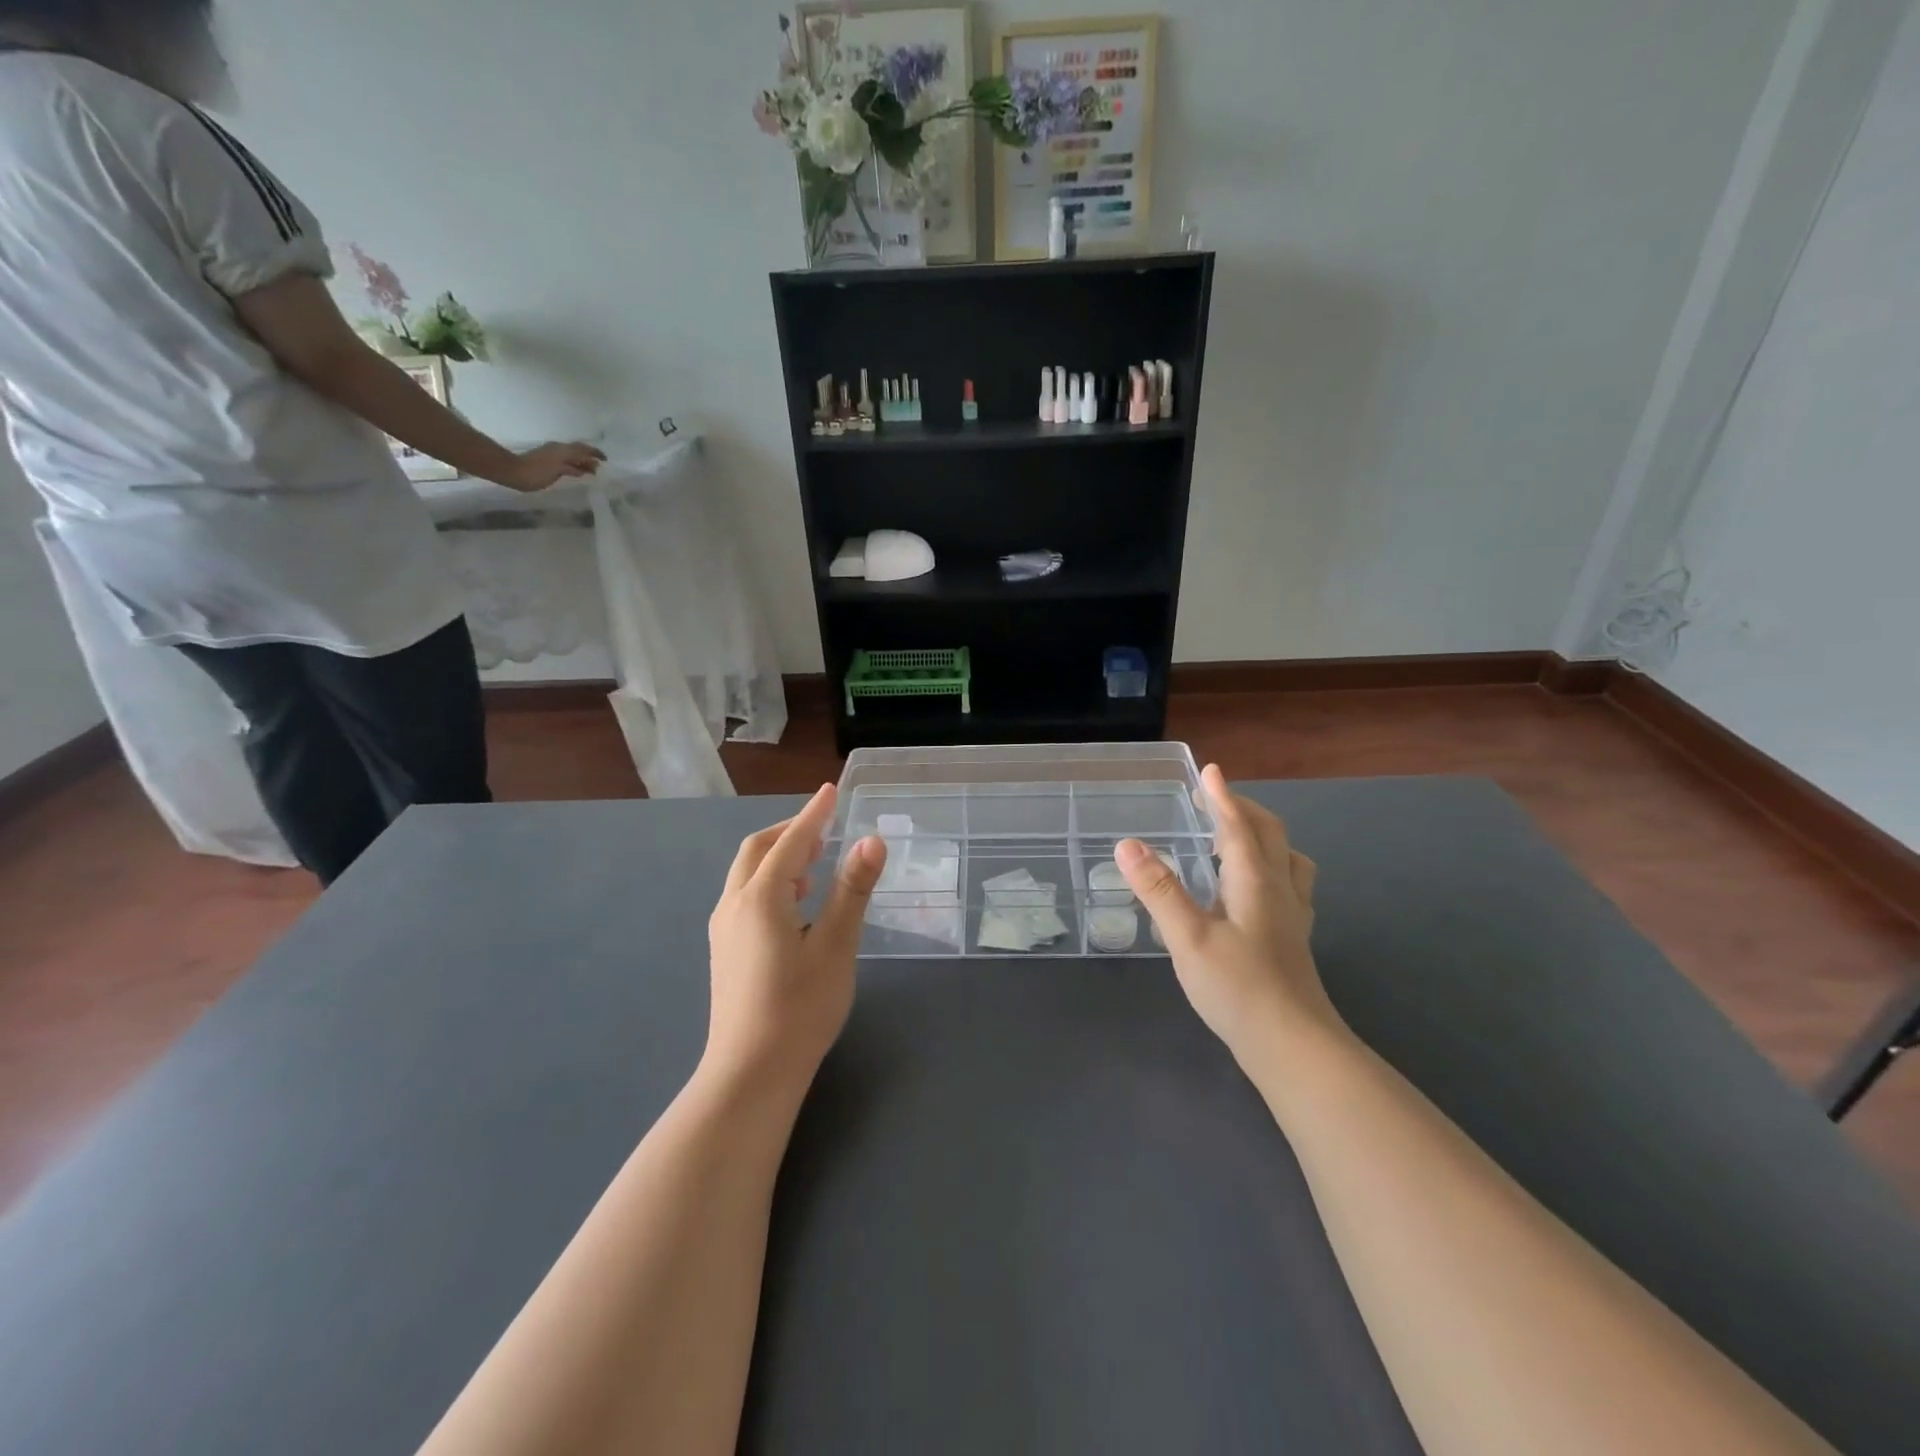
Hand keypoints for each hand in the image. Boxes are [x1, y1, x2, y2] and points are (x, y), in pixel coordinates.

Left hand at [499, 441, 606, 492]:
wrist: (512, 472)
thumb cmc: (536, 472)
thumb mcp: (557, 469)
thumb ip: (572, 467)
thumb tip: (586, 467)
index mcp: (562, 450)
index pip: (583, 449)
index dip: (595, 453)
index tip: (606, 460)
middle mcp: (558, 449)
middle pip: (578, 451)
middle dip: (590, 457)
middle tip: (600, 467)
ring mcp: (552, 453)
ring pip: (572, 455)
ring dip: (583, 461)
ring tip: (592, 471)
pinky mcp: (548, 460)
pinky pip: (567, 460)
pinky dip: (575, 465)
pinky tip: (577, 472)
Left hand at [705, 785, 886, 1087]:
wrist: (750, 1074)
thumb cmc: (800, 1008)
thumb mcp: (836, 946)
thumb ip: (852, 890)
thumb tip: (872, 840)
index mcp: (760, 898)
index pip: (791, 841)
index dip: (814, 814)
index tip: (831, 791)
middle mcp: (734, 905)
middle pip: (758, 850)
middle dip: (790, 832)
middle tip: (825, 829)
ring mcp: (724, 930)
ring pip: (747, 874)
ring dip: (779, 858)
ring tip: (814, 865)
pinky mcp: (725, 951)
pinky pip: (745, 896)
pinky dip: (769, 882)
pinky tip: (794, 906)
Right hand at [1117, 765, 1339, 1064]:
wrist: (1295, 1047)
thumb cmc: (1239, 988)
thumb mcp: (1188, 938)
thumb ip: (1159, 890)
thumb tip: (1127, 844)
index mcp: (1254, 881)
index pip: (1238, 826)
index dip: (1222, 797)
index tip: (1209, 771)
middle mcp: (1279, 890)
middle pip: (1269, 835)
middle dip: (1243, 810)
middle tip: (1215, 799)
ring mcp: (1292, 916)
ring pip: (1286, 859)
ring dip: (1263, 837)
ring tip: (1236, 838)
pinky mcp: (1293, 940)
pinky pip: (1287, 884)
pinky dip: (1270, 867)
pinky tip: (1251, 891)